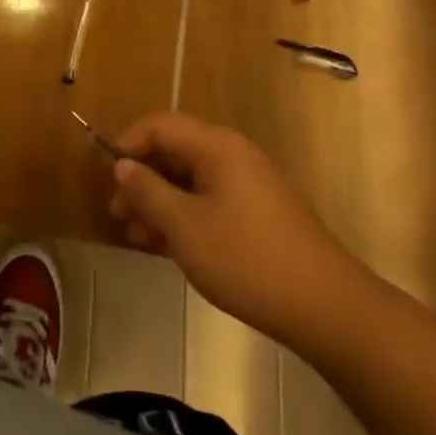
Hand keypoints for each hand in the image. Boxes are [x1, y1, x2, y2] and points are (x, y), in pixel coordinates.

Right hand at [109, 113, 375, 346]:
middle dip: (142, 180)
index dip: (128, 143)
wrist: (327, 308)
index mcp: (216, 147)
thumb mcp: (185, 227)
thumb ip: (148, 191)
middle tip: (118, 214)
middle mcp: (233, 155)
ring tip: (136, 237)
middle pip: (174, 152)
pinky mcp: (259, 213)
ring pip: (190, 180)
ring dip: (160, 203)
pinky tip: (167, 247)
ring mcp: (249, 185)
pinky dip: (184, 216)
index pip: (160, 126)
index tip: (108, 177)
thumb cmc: (247, 260)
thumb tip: (122, 165)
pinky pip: (209, 200)